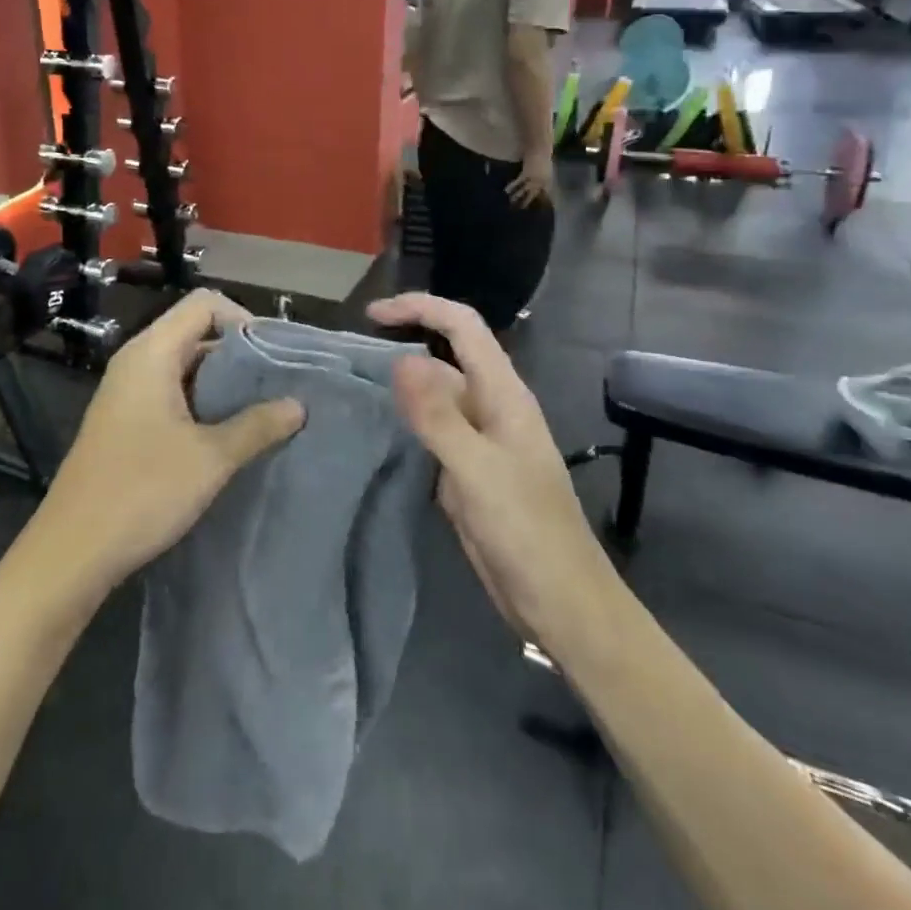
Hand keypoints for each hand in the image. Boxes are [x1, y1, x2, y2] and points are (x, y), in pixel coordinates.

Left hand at [30, 290, 303, 599]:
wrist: (73, 549)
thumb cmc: (142, 492)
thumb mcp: (210, 458)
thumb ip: (257, 426)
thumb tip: (298, 405)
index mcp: (151, 354)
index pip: (204, 305)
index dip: (244, 319)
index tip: (275, 356)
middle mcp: (136, 362)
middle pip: (194, 332)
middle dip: (239, 354)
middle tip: (279, 385)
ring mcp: (127, 393)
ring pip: (184, 366)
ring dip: (222, 383)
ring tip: (263, 410)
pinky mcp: (125, 421)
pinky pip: (171, 393)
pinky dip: (202, 403)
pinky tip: (228, 434)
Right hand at [368, 293, 602, 641]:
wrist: (559, 601)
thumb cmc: (526, 531)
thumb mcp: (476, 470)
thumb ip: (438, 415)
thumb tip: (400, 360)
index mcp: (503, 395)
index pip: (463, 328)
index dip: (420, 308)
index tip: (372, 314)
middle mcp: (491, 408)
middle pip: (447, 357)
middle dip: (404, 342)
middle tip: (351, 354)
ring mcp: (480, 440)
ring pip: (437, 395)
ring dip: (403, 384)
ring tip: (354, 385)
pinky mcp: (468, 470)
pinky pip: (434, 430)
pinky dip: (407, 420)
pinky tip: (379, 429)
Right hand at [506, 150, 553, 208]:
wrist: (540, 149)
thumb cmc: (543, 157)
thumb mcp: (547, 170)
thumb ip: (544, 178)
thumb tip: (539, 185)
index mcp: (547, 182)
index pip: (544, 195)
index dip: (539, 202)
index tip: (534, 209)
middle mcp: (541, 182)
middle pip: (533, 195)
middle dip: (526, 203)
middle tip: (520, 209)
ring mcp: (533, 179)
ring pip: (524, 191)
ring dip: (517, 197)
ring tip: (510, 202)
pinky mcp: (526, 174)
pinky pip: (518, 182)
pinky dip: (512, 186)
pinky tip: (505, 191)